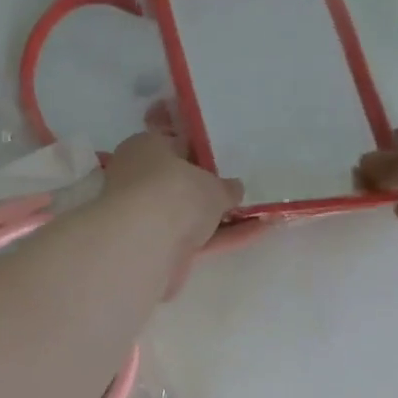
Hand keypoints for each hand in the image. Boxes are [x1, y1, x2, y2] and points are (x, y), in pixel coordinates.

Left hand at [102, 130, 263, 295]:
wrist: (143, 246)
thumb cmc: (175, 193)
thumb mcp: (213, 184)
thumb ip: (225, 188)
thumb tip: (232, 189)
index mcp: (144, 148)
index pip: (172, 146)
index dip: (198, 154)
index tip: (222, 165)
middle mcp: (137, 182)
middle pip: (177, 186)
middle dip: (206, 193)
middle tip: (237, 195)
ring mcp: (144, 219)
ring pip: (186, 217)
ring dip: (219, 219)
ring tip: (260, 217)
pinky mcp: (154, 252)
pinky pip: (194, 242)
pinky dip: (221, 239)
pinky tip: (256, 234)